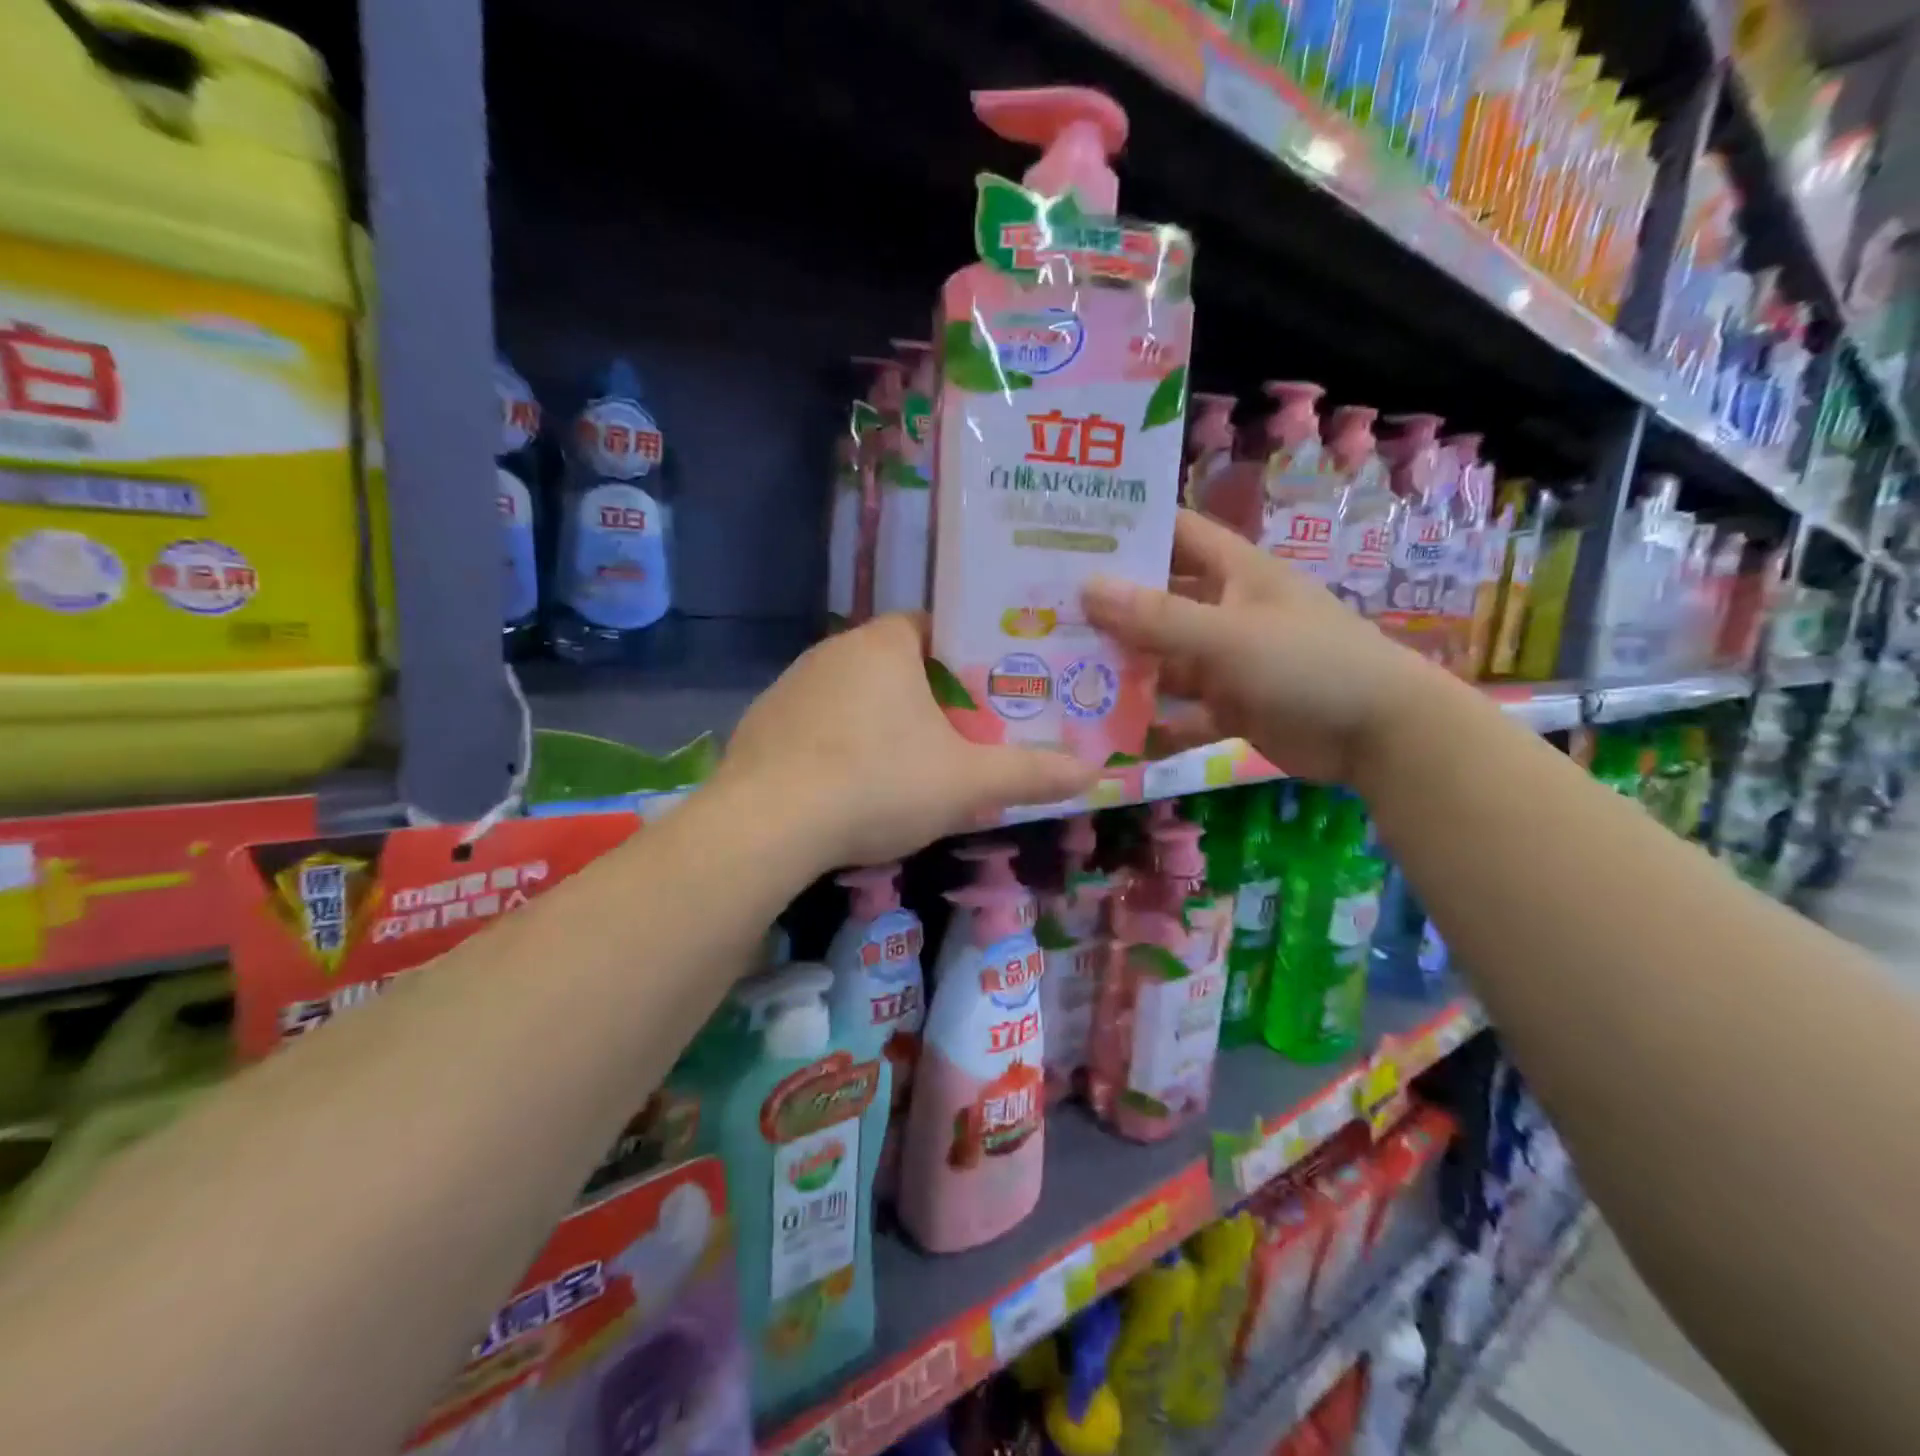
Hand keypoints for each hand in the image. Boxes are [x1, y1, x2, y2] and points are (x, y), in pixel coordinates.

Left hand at [717, 614, 1099, 869]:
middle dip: (929, 694)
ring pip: (854, 694)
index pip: (934, 626)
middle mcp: (833, 651)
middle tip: (961, 734)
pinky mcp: (762, 724)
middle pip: (896, 661)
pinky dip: (840, 744)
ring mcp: (791, 686)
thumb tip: (1094, 773)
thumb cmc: (878, 783)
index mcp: (884, 644)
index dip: (966, 654)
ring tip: (910, 765)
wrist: (767, 826)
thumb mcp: (966, 783)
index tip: (988, 690)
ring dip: (882, 720)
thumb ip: (1030, 774)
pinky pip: (817, 724)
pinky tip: (850, 786)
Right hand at [1083, 511, 1447, 784]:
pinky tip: (1116, 736)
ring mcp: (1229, 661)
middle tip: (1048, 613)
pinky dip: (1156, 725)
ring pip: (1165, 660)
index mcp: (1235, 573)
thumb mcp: (1228, 635)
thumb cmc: (1308, 663)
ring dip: (1126, 670)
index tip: (1073, 536)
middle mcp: (1228, 611)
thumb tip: (1087, 588)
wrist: (1381, 734)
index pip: (1177, 535)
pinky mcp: (1233, 706)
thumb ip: (1158, 617)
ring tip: (1066, 675)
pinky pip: (1183, 712)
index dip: (1132, 531)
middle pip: (1159, 601)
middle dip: (1112, 608)